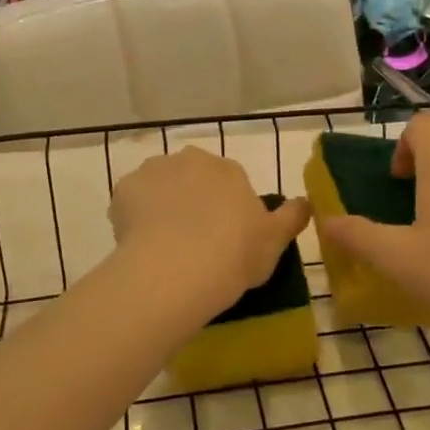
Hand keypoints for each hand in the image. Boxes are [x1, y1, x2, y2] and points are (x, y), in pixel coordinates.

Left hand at [110, 148, 312, 316]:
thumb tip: (307, 201)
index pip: (229, 182)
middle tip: (195, 242)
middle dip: (193, 201)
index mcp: (228, 169)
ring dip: (163, 206)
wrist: (176, 270)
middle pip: (192, 178)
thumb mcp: (275, 241)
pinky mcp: (122, 190)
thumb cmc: (234, 254)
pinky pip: (131, 202)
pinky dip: (135, 218)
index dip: (226, 210)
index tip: (225, 239)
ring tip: (166, 246)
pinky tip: (142, 245)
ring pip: (160, 187)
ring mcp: (153, 172)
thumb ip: (292, 217)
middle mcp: (190, 160)